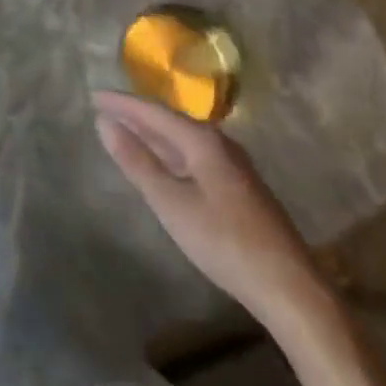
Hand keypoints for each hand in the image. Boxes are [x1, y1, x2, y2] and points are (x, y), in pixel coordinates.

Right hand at [93, 90, 321, 320]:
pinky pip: (194, 154)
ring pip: (183, 139)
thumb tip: (104, 122)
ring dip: (153, 133)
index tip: (93, 96)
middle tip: (105, 109)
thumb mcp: (172, 204)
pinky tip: (164, 162)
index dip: (122, 103)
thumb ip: (138, 162)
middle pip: (169, 121)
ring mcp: (233, 165)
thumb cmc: (225, 243)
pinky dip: (170, 151)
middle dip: (136, 114)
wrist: (291, 289)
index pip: (153, 111)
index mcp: (202, 140)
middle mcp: (219, 143)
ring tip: (126, 129)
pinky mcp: (239, 187)